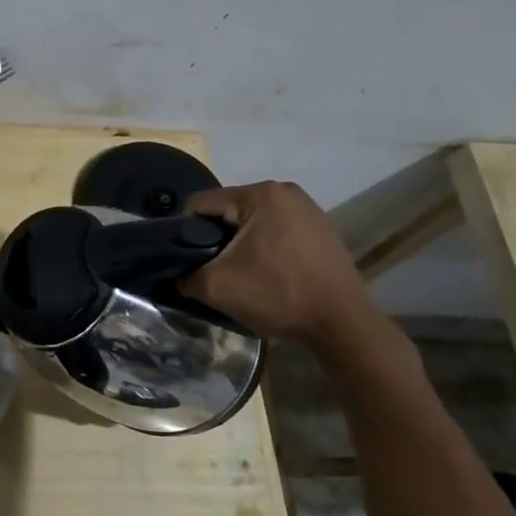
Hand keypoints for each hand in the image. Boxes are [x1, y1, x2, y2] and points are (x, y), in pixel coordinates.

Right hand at [182, 181, 377, 348]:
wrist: (342, 325)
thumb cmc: (278, 295)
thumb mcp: (216, 287)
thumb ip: (184, 275)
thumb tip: (173, 274)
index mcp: (259, 193)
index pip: (200, 204)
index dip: (183, 232)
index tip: (184, 261)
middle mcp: (284, 191)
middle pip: (227, 211)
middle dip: (214, 239)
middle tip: (212, 271)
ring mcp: (307, 208)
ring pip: (251, 222)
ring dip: (239, 245)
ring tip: (240, 275)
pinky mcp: (320, 228)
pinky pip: (276, 231)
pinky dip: (264, 249)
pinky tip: (267, 274)